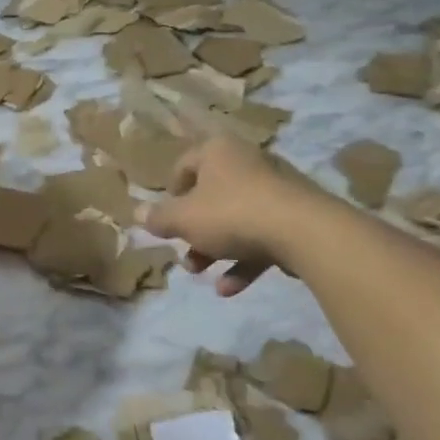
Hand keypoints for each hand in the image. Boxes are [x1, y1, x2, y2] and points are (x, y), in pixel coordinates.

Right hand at [137, 135, 309, 295]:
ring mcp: (275, 190)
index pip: (184, 165)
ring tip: (200, 273)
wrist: (303, 231)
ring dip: (215, 249)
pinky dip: (243, 259)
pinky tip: (229, 288)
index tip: (165, 220)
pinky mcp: (294, 216)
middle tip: (184, 254)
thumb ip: (158, 218)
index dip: (170, 194)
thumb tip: (137, 213)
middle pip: (210, 196)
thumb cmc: (231, 214)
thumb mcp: (183, 219)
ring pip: (235, 220)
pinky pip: (261, 236)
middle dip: (193, 230)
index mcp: (217, 151)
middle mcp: (246, 162)